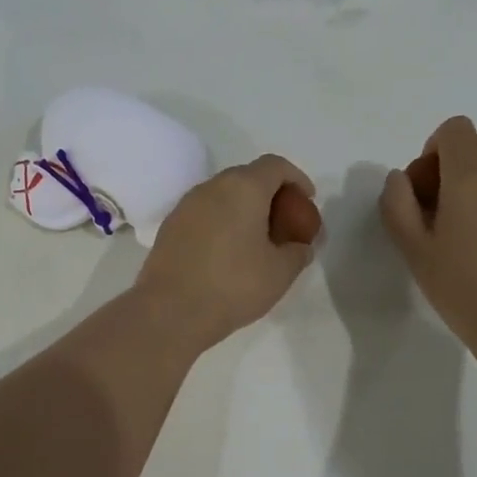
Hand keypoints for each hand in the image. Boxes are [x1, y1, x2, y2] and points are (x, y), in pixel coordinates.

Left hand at [134, 155, 316, 350]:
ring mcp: (186, 205)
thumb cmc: (233, 285)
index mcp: (243, 188)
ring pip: (223, 196)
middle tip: (284, 224)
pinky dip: (222, 223)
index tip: (307, 202)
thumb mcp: (280, 272)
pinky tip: (227, 253)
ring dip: (244, 210)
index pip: (275, 166)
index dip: (296, 179)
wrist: (171, 310)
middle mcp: (212, 187)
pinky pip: (204, 214)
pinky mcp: (170, 226)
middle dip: (271, 195)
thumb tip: (300, 247)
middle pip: (248, 177)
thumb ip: (298, 252)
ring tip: (257, 241)